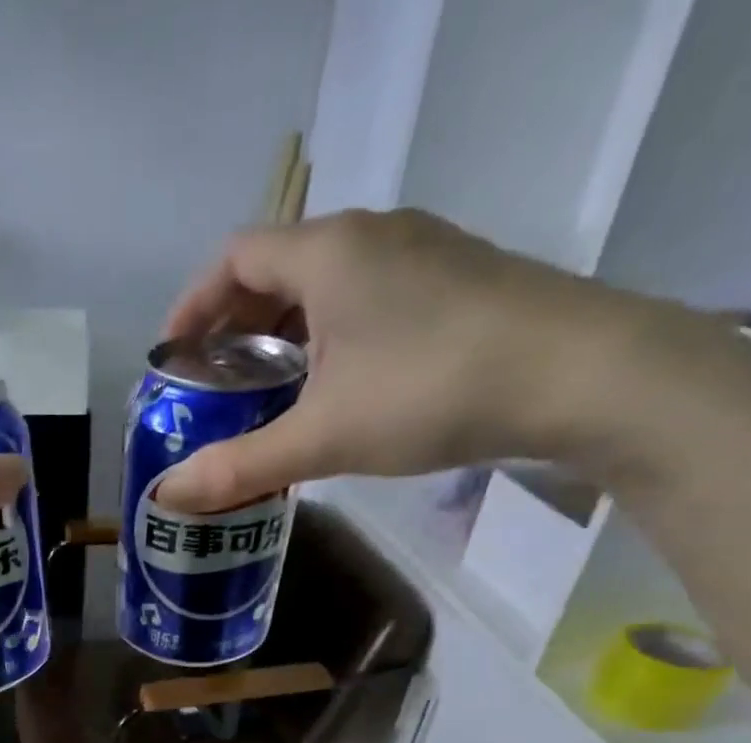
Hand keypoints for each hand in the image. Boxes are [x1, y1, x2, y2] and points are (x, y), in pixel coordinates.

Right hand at [154, 209, 644, 511]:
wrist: (585, 375)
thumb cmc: (433, 390)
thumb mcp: (321, 437)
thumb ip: (237, 467)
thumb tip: (165, 498)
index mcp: (329, 252)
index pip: (234, 258)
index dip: (192, 305)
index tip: (171, 359)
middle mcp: (372, 236)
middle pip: (275, 269)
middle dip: (232, 327)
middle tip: (212, 386)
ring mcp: (420, 254)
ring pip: (323, 285)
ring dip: (281, 334)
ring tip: (264, 393)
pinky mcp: (453, 282)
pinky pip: (364, 298)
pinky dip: (326, 337)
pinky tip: (331, 388)